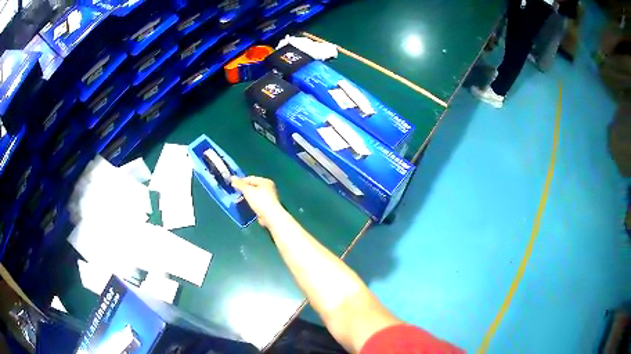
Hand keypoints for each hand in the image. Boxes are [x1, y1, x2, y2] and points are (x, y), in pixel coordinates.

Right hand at [232, 176, 284, 227]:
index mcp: (265, 181)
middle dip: (244, 189)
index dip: (241, 181)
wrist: (270, 216)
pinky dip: (251, 203)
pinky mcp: (266, 206)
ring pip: (254, 195)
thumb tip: (232, 178)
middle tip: (235, 192)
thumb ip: (240, 184)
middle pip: (253, 186)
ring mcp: (268, 198)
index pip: (251, 178)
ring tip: (239, 199)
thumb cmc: (260, 200)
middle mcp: (268, 188)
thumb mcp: (248, 190)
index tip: (233, 185)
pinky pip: (256, 202)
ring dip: (247, 197)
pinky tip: (245, 205)